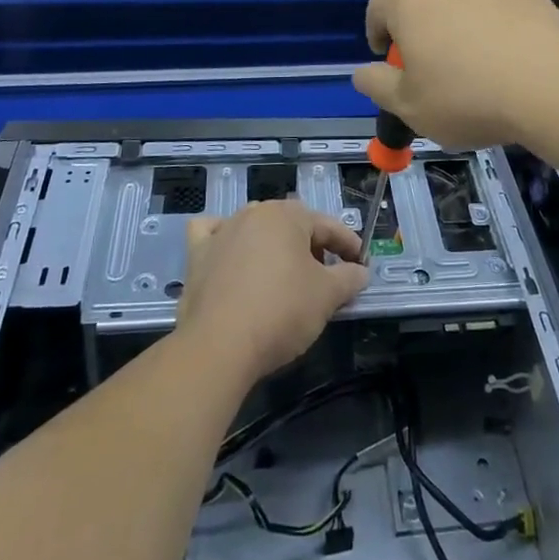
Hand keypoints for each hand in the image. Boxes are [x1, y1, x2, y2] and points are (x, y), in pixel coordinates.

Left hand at [177, 200, 369, 385]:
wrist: (218, 346)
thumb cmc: (281, 312)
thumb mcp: (328, 296)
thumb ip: (349, 278)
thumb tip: (360, 271)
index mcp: (287, 215)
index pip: (328, 226)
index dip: (349, 246)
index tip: (361, 266)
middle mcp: (253, 213)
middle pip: (292, 226)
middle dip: (313, 247)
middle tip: (326, 278)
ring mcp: (222, 231)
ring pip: (256, 229)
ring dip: (274, 246)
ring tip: (286, 276)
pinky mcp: (196, 254)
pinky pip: (213, 235)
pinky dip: (225, 240)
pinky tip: (232, 255)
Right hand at [353, 0, 558, 150]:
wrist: (549, 89)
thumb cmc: (467, 100)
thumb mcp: (409, 108)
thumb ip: (377, 86)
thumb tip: (362, 73)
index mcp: (412, 6)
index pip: (378, 7)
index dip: (376, 32)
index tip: (388, 58)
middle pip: (424, 4)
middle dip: (423, 32)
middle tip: (435, 71)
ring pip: (465, 6)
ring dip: (462, 29)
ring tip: (479, 69)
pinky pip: (502, 12)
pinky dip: (499, 30)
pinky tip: (512, 62)